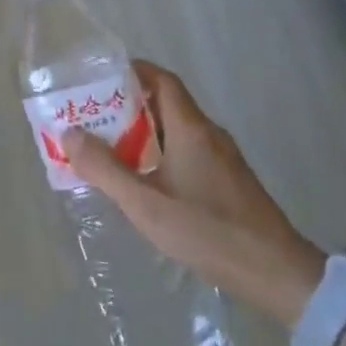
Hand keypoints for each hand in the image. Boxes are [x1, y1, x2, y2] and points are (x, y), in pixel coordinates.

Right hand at [65, 61, 325, 326]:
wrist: (276, 273)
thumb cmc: (207, 231)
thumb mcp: (145, 203)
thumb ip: (105, 169)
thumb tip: (70, 134)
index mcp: (191, 128)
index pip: (162, 80)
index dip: (132, 72)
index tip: (100, 79)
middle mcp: (209, 134)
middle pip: (166, 104)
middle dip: (128, 106)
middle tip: (93, 119)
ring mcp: (223, 158)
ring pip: (176, 131)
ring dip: (143, 133)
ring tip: (108, 150)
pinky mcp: (229, 181)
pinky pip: (188, 152)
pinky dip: (161, 154)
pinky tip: (144, 181)